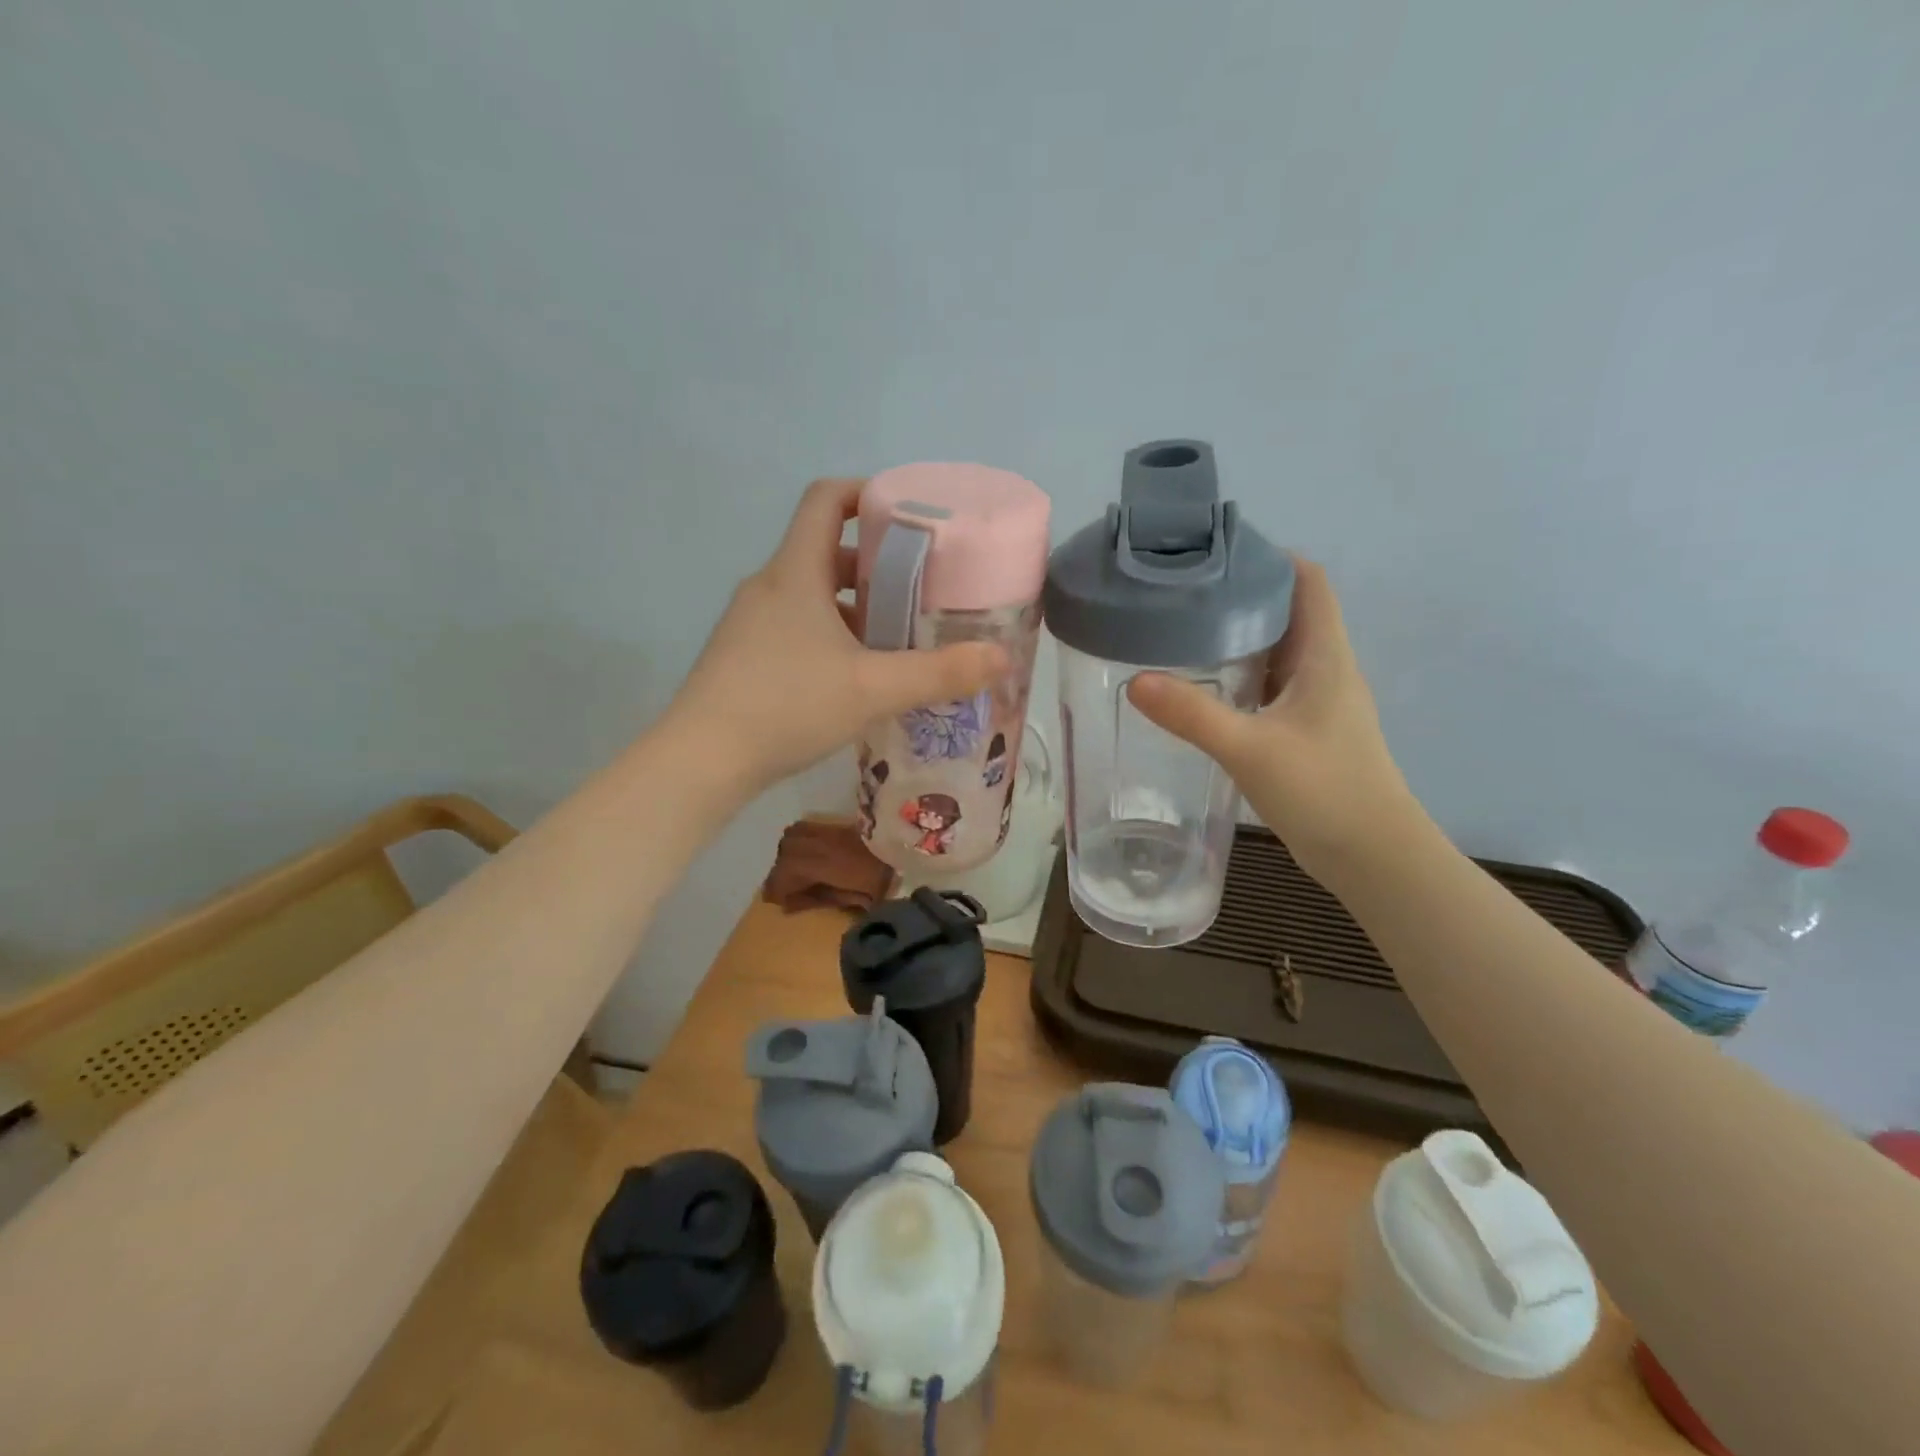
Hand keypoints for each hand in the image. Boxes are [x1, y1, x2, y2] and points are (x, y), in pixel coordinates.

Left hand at [669, 478, 1009, 794]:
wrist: (701, 760)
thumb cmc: (786, 706)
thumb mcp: (872, 689)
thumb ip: (939, 673)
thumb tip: (1002, 658)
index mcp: (795, 572)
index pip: (826, 499)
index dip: (866, 492)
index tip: (908, 513)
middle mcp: (769, 586)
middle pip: (825, 550)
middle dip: (876, 563)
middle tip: (921, 587)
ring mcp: (751, 622)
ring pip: (811, 594)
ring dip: (854, 605)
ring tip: (897, 635)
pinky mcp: (743, 656)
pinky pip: (795, 626)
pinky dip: (830, 634)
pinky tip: (856, 675)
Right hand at [1126, 559, 1414, 875]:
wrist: (1373, 857)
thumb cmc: (1325, 791)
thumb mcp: (1251, 749)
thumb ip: (1193, 715)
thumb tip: (1135, 681)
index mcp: (1325, 656)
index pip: (1307, 582)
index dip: (1269, 558)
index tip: (1215, 553)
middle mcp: (1325, 669)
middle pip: (1286, 611)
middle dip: (1239, 594)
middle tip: (1180, 591)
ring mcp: (1316, 702)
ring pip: (1275, 651)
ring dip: (1236, 637)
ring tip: (1181, 630)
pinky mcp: (1304, 731)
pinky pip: (1268, 687)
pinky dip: (1238, 677)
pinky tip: (1201, 688)